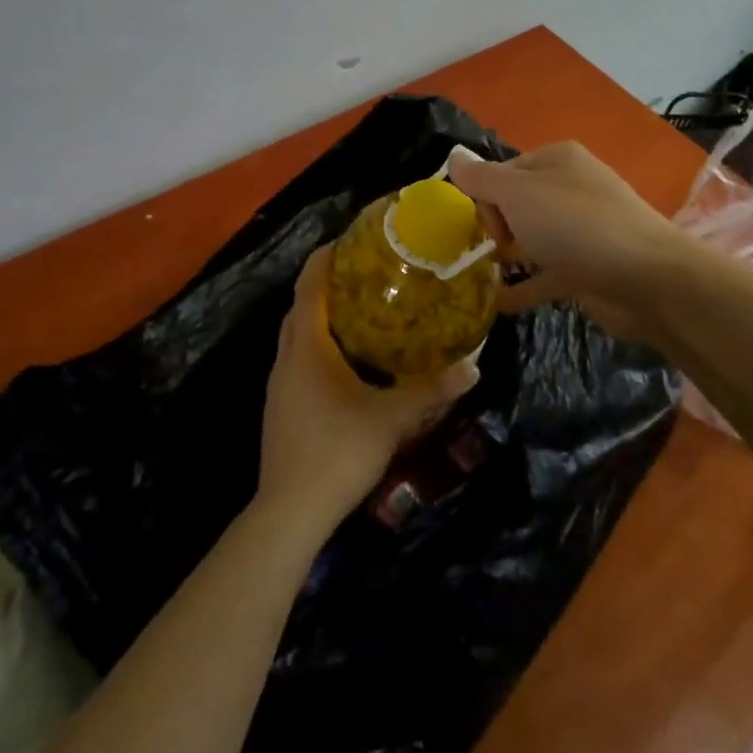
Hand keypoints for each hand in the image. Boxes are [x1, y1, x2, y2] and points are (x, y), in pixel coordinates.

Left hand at [258, 246, 478, 527]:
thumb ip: (431, 389)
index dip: (325, 258)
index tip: (349, 240)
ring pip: (297, 335)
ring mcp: (278, 384)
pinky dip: (317, 345)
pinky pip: (297, 359)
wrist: (290, 512)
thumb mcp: (392, 418)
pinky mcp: (280, 407)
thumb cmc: (338, 450)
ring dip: (321, 317)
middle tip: (364, 275)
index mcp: (308, 345)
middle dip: (326, 285)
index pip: (309, 285)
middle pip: (301, 306)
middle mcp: (287, 357)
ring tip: (360, 311)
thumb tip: (473, 366)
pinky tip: (346, 362)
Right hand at [447, 142, 687, 324]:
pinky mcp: (588, 268)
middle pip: (516, 203)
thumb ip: (481, 179)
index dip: (485, 196)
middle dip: (496, 226)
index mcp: (556, 160)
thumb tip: (453, 158)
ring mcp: (582, 229)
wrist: (646, 278)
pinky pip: (546, 274)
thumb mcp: (518, 193)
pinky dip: (524, 286)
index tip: (482, 224)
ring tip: (478, 277)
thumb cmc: (575, 224)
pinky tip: (499, 304)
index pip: (504, 170)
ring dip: (507, 256)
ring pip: (531, 238)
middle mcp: (570, 188)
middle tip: (492, 251)